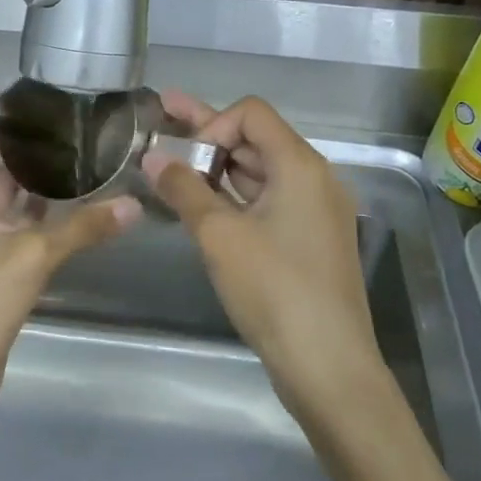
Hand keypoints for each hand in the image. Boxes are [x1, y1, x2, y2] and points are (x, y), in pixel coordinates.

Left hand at [0, 109, 138, 416]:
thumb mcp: (34, 257)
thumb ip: (84, 227)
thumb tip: (135, 206)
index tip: (29, 95)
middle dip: (17, 141)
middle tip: (62, 120)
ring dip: (26, 177)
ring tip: (69, 152)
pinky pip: (6, 224)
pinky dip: (29, 211)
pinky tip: (63, 203)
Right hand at [143, 93, 387, 416]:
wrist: (328, 367)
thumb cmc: (274, 290)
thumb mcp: (219, 235)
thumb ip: (183, 189)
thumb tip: (152, 156)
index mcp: (300, 165)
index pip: (251, 113)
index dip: (212, 123)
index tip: (185, 159)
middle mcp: (314, 179)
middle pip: (255, 138)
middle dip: (207, 135)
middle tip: (160, 124)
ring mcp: (315, 211)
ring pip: (259, 172)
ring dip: (217, 167)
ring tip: (171, 166)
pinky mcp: (309, 239)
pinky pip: (268, 201)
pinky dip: (234, 196)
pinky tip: (201, 204)